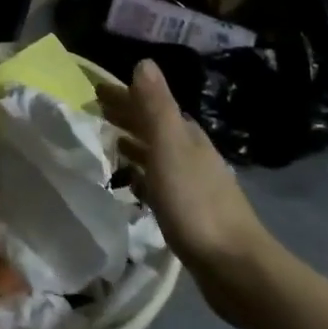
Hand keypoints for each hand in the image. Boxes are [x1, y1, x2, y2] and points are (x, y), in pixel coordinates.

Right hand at [98, 58, 276, 324]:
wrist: (234, 267)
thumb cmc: (195, 203)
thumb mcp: (170, 148)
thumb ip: (156, 106)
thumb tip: (143, 61)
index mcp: (187, 136)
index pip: (150, 104)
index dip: (124, 95)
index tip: (94, 91)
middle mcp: (191, 154)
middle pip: (153, 127)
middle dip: (126, 117)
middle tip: (93, 113)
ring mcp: (191, 184)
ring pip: (154, 154)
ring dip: (131, 145)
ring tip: (104, 144)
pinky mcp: (188, 212)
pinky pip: (156, 182)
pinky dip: (139, 175)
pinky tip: (128, 185)